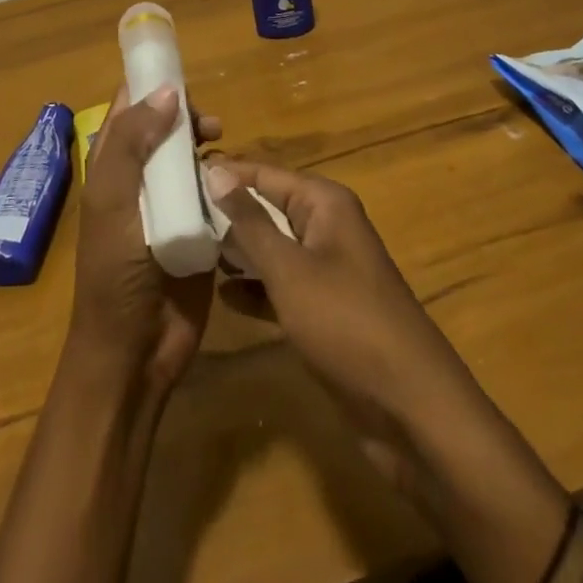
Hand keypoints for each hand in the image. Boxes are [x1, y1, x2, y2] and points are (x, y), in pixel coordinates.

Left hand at [69, 84, 222, 392]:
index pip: (129, 108)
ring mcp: (170, 204)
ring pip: (192, 157)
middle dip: (187, 115)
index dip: (151, 85)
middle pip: (165, 127)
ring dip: (208, 146)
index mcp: (112, 166)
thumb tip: (167, 92)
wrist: (135, 352)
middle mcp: (140, 178)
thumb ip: (134, 143)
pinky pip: (214, 192)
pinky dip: (225, 179)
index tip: (182, 75)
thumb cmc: (115, 274)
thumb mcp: (114, 201)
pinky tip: (237, 181)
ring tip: (222, 149)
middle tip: (210, 125)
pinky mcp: (198, 229)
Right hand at [203, 157, 486, 489]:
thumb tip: (215, 171)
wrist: (412, 411)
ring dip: (236, 250)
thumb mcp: (290, 269)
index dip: (222, 173)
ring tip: (185, 248)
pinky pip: (280, 285)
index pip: (263, 173)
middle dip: (224, 212)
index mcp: (324, 203)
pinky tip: (220, 294)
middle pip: (266, 207)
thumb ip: (250, 221)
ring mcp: (326, 270)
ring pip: (271, 247)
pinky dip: (254, 287)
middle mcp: (326, 226)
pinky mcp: (323, 310)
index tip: (174, 177)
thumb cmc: (347, 324)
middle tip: (170, 216)